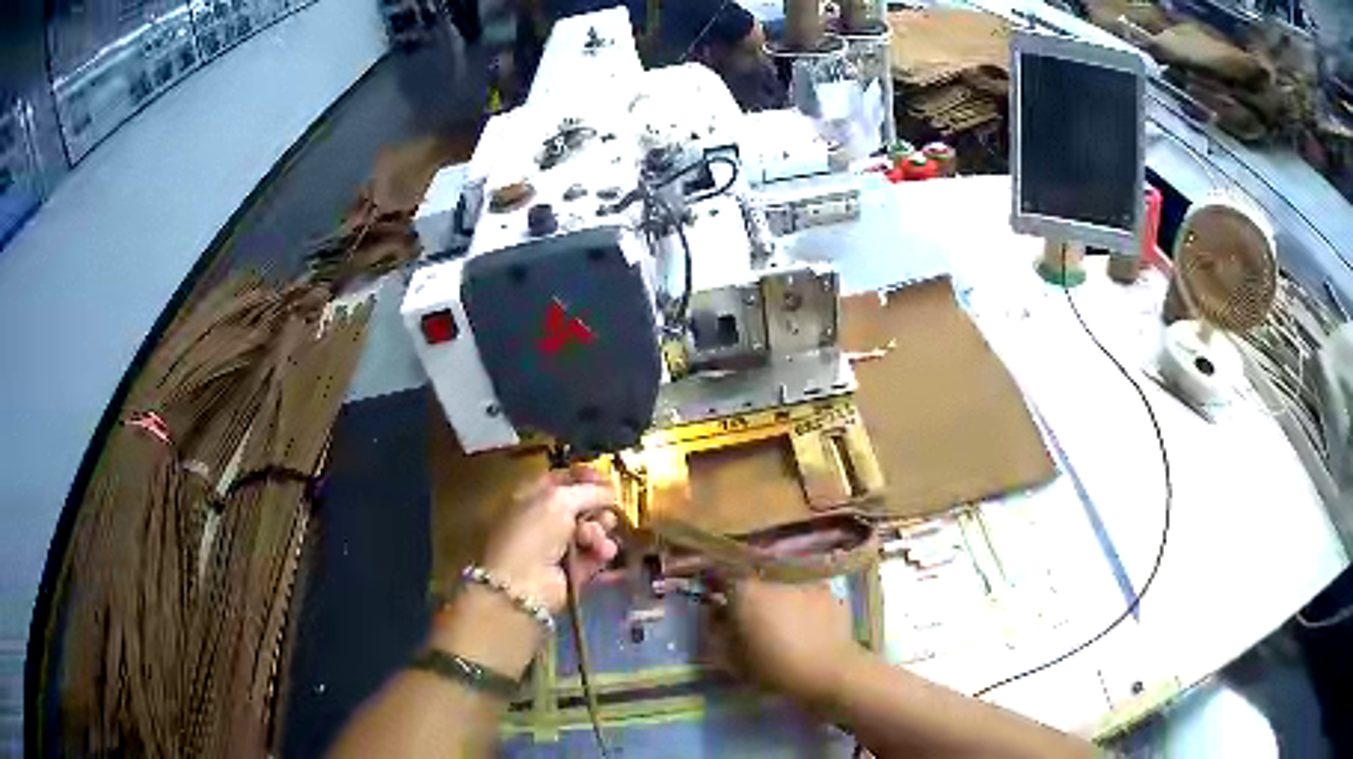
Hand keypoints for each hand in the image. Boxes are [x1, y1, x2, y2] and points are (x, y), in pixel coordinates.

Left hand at [482, 467, 619, 613]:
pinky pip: (595, 555)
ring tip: (596, 539)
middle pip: (582, 505)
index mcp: (533, 495)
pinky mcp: (573, 569)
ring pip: (592, 530)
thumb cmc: (534, 533)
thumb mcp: (559, 501)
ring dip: (599, 531)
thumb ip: (588, 491)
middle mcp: (545, 518)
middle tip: (606, 510)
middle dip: (597, 507)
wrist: (524, 585)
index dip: (585, 477)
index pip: (563, 478)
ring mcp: (559, 545)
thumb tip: (610, 491)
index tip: (606, 480)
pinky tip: (603, 553)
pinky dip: (601, 552)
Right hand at [713, 579, 862, 705]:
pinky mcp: (828, 591)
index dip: (718, 586)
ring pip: (782, 585)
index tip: (718, 600)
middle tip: (751, 615)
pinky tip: (806, 623)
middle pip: (755, 578)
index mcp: (746, 591)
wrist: (828, 671)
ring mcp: (805, 582)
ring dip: (778, 597)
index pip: (723, 575)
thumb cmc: (774, 667)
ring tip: (782, 620)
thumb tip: (716, 615)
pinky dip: (802, 603)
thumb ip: (717, 632)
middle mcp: (774, 578)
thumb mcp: (732, 658)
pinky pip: (806, 593)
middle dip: (751, 593)